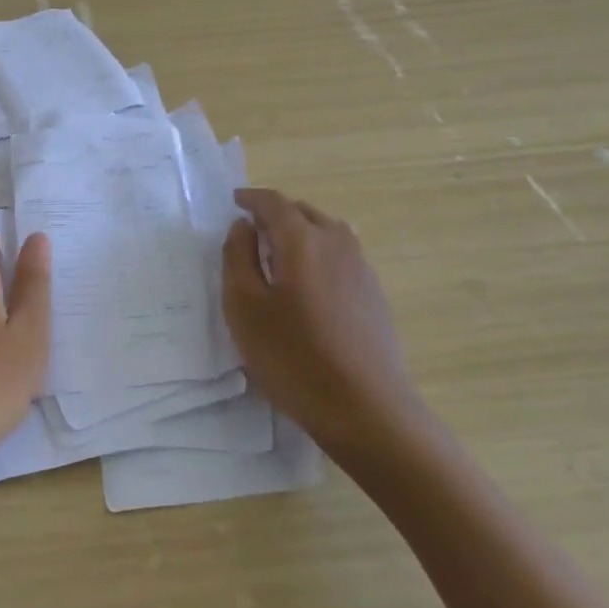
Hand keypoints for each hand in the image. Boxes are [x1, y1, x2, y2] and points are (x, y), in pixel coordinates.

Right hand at [221, 187, 422, 454]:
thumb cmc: (293, 356)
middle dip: (276, 213)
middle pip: (303, 212)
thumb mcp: (245, 307)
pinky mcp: (374, 294)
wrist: (366, 409)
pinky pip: (340, 256)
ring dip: (300, 232)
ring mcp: (361, 268)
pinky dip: (317, 254)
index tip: (234, 201)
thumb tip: (243, 227)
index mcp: (302, 240)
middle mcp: (337, 243)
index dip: (251, 198)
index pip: (274, 203)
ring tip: (278, 253)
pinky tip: (307, 284)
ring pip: (326, 232)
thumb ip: (237, 258)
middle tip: (252, 228)